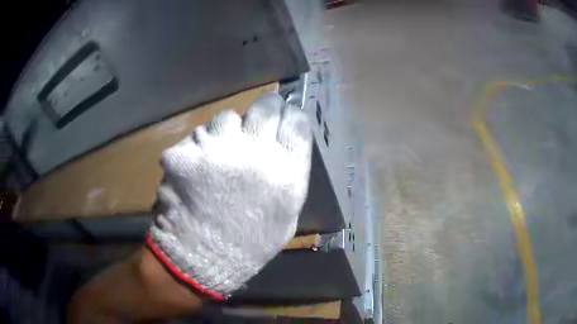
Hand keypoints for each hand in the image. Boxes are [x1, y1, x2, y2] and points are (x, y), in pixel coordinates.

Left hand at [147, 92, 312, 298]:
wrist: (201, 259)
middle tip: (255, 124)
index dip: (290, 115)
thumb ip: (288, 172)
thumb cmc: (250, 242)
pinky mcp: (185, 153)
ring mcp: (216, 148)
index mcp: (286, 171)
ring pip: (227, 117)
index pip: (297, 120)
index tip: (283, 117)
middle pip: (266, 105)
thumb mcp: (285, 212)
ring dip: (226, 131)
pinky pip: (196, 136)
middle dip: (264, 109)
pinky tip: (193, 170)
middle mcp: (255, 152)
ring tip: (219, 155)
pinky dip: (198, 147)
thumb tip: (282, 142)